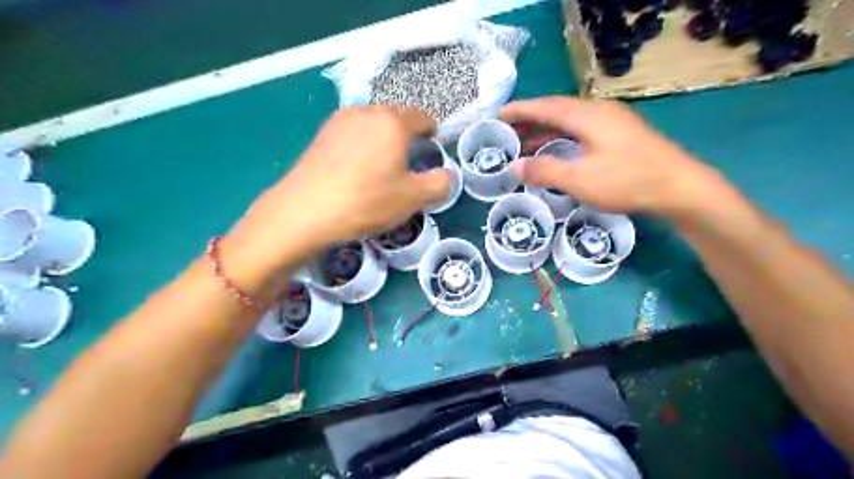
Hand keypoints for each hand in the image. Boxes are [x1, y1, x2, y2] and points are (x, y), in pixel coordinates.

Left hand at [227, 104, 452, 276]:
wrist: (305, 211)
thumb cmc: (366, 201)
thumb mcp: (413, 199)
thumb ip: (440, 184)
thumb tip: (447, 175)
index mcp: (392, 122)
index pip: (422, 117)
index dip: (431, 132)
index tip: (432, 148)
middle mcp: (366, 112)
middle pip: (396, 118)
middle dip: (407, 136)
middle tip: (409, 163)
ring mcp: (339, 121)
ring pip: (372, 125)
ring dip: (383, 140)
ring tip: (382, 167)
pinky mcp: (321, 135)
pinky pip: (352, 134)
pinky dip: (362, 146)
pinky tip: (356, 170)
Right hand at [502, 96, 726, 215]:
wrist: (680, 187)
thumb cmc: (627, 180)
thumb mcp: (580, 179)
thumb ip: (545, 171)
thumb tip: (514, 167)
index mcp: (587, 116)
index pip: (545, 107)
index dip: (520, 110)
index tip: (498, 115)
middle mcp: (599, 111)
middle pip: (557, 110)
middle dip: (530, 119)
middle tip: (507, 131)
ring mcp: (612, 121)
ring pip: (570, 120)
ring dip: (545, 129)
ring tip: (524, 142)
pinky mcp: (620, 134)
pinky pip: (581, 129)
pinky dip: (562, 137)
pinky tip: (557, 150)